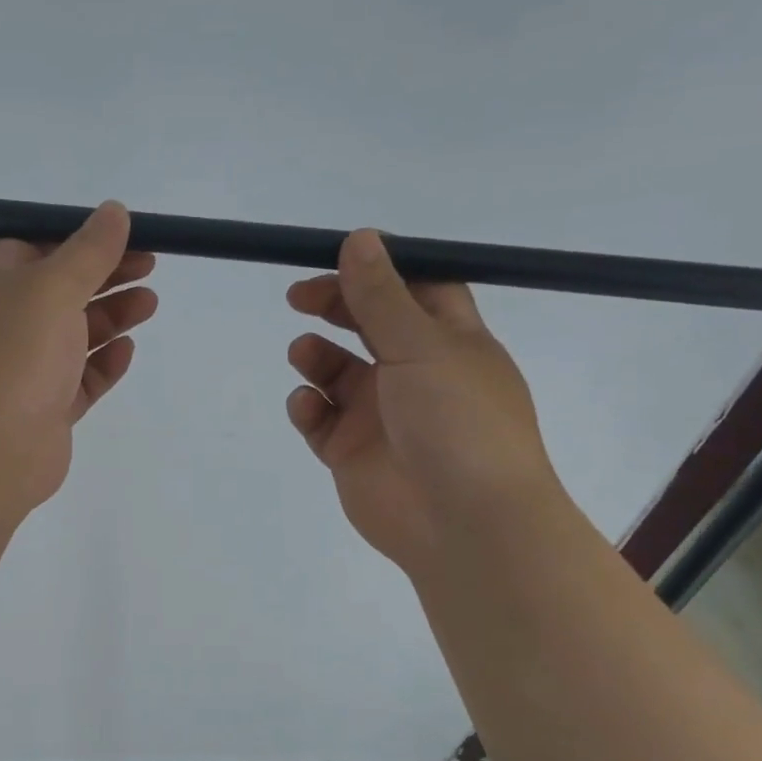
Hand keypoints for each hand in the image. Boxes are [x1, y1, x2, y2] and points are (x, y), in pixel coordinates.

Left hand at [0, 201, 156, 519]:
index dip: (81, 239)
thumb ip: (89, 251)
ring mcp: (26, 368)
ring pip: (75, 334)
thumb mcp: (53, 287)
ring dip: (111, 317)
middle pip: (62, 289)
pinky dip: (103, 363)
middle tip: (150, 268)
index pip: (39, 246)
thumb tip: (114, 211)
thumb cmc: (14, 355)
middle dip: (106, 277)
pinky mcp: (46, 408)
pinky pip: (80, 379)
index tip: (126, 237)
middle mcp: (7, 322)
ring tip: (149, 304)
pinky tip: (126, 351)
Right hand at [286, 229, 558, 573]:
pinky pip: (319, 418)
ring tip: (304, 355)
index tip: (338, 256)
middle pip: (368, 326)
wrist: (462, 523)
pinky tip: (308, 407)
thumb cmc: (457, 421)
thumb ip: (382, 296)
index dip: (379, 271)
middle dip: (335, 307)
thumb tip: (359, 237)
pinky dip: (307, 407)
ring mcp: (380, 414)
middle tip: (299, 297)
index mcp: (449, 341)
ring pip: (337, 372)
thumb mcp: (422, 346)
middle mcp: (414, 373)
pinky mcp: (350, 451)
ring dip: (316, 356)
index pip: (416, 290)